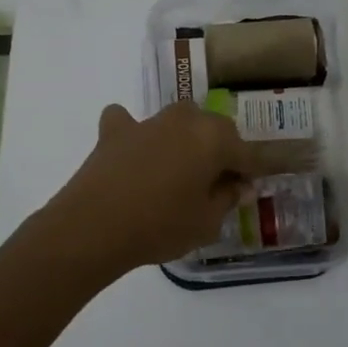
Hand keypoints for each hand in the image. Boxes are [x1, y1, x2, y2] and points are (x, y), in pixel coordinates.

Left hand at [37, 102, 264, 276]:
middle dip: (220, 152)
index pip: (246, 153)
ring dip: (184, 140)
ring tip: (178, 172)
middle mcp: (185, 120)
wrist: (94, 226)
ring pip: (178, 122)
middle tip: (216, 184)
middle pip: (214, 130)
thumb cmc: (161, 226)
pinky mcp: (115, 131)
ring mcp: (148, 122)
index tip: (251, 190)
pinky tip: (133, 153)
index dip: (252, 172)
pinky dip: (135, 135)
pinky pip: (130, 123)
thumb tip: (238, 185)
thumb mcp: (206, 222)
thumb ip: (227, 198)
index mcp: (214, 138)